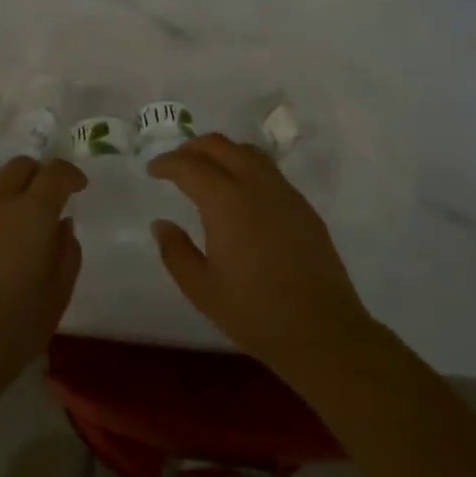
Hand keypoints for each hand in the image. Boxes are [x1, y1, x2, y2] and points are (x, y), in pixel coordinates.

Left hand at [0, 157, 86, 418]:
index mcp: (32, 212)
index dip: (71, 175)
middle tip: (49, 198)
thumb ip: (66, 253)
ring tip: (17, 213)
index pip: (56, 173)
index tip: (80, 187)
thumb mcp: (56, 296)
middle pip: (20, 166)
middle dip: (40, 174)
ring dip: (12, 185)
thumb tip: (62, 225)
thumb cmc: (11, 330)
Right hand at [148, 135, 374, 383]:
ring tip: (207, 170)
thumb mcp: (202, 289)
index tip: (152, 170)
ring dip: (221, 152)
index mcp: (225, 201)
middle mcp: (255, 184)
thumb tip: (161, 224)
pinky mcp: (303, 206)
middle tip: (175, 164)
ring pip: (247, 151)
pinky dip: (245, 166)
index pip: (189, 165)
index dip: (166, 163)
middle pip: (220, 145)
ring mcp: (284, 192)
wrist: (323, 331)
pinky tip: (240, 192)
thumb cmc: (255, 313)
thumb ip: (175, 252)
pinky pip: (268, 170)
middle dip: (192, 148)